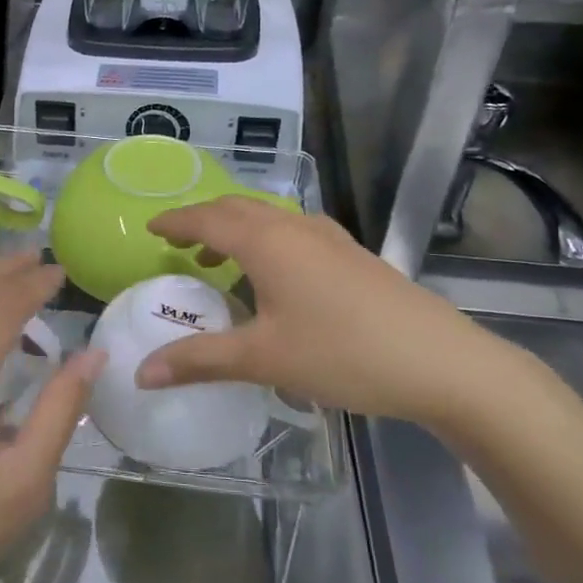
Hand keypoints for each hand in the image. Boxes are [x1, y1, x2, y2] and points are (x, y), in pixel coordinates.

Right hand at [139, 198, 540, 429]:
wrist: (442, 362)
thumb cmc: (342, 353)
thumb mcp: (263, 359)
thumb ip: (199, 361)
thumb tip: (141, 373)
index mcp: (267, 241)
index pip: (207, 218)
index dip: (175, 221)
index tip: (151, 228)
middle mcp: (295, 227)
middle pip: (237, 209)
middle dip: (203, 220)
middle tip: (179, 243)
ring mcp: (330, 238)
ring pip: (269, 218)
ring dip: (237, 230)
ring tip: (219, 261)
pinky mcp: (353, 254)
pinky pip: (294, 232)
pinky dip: (267, 241)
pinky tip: (276, 276)